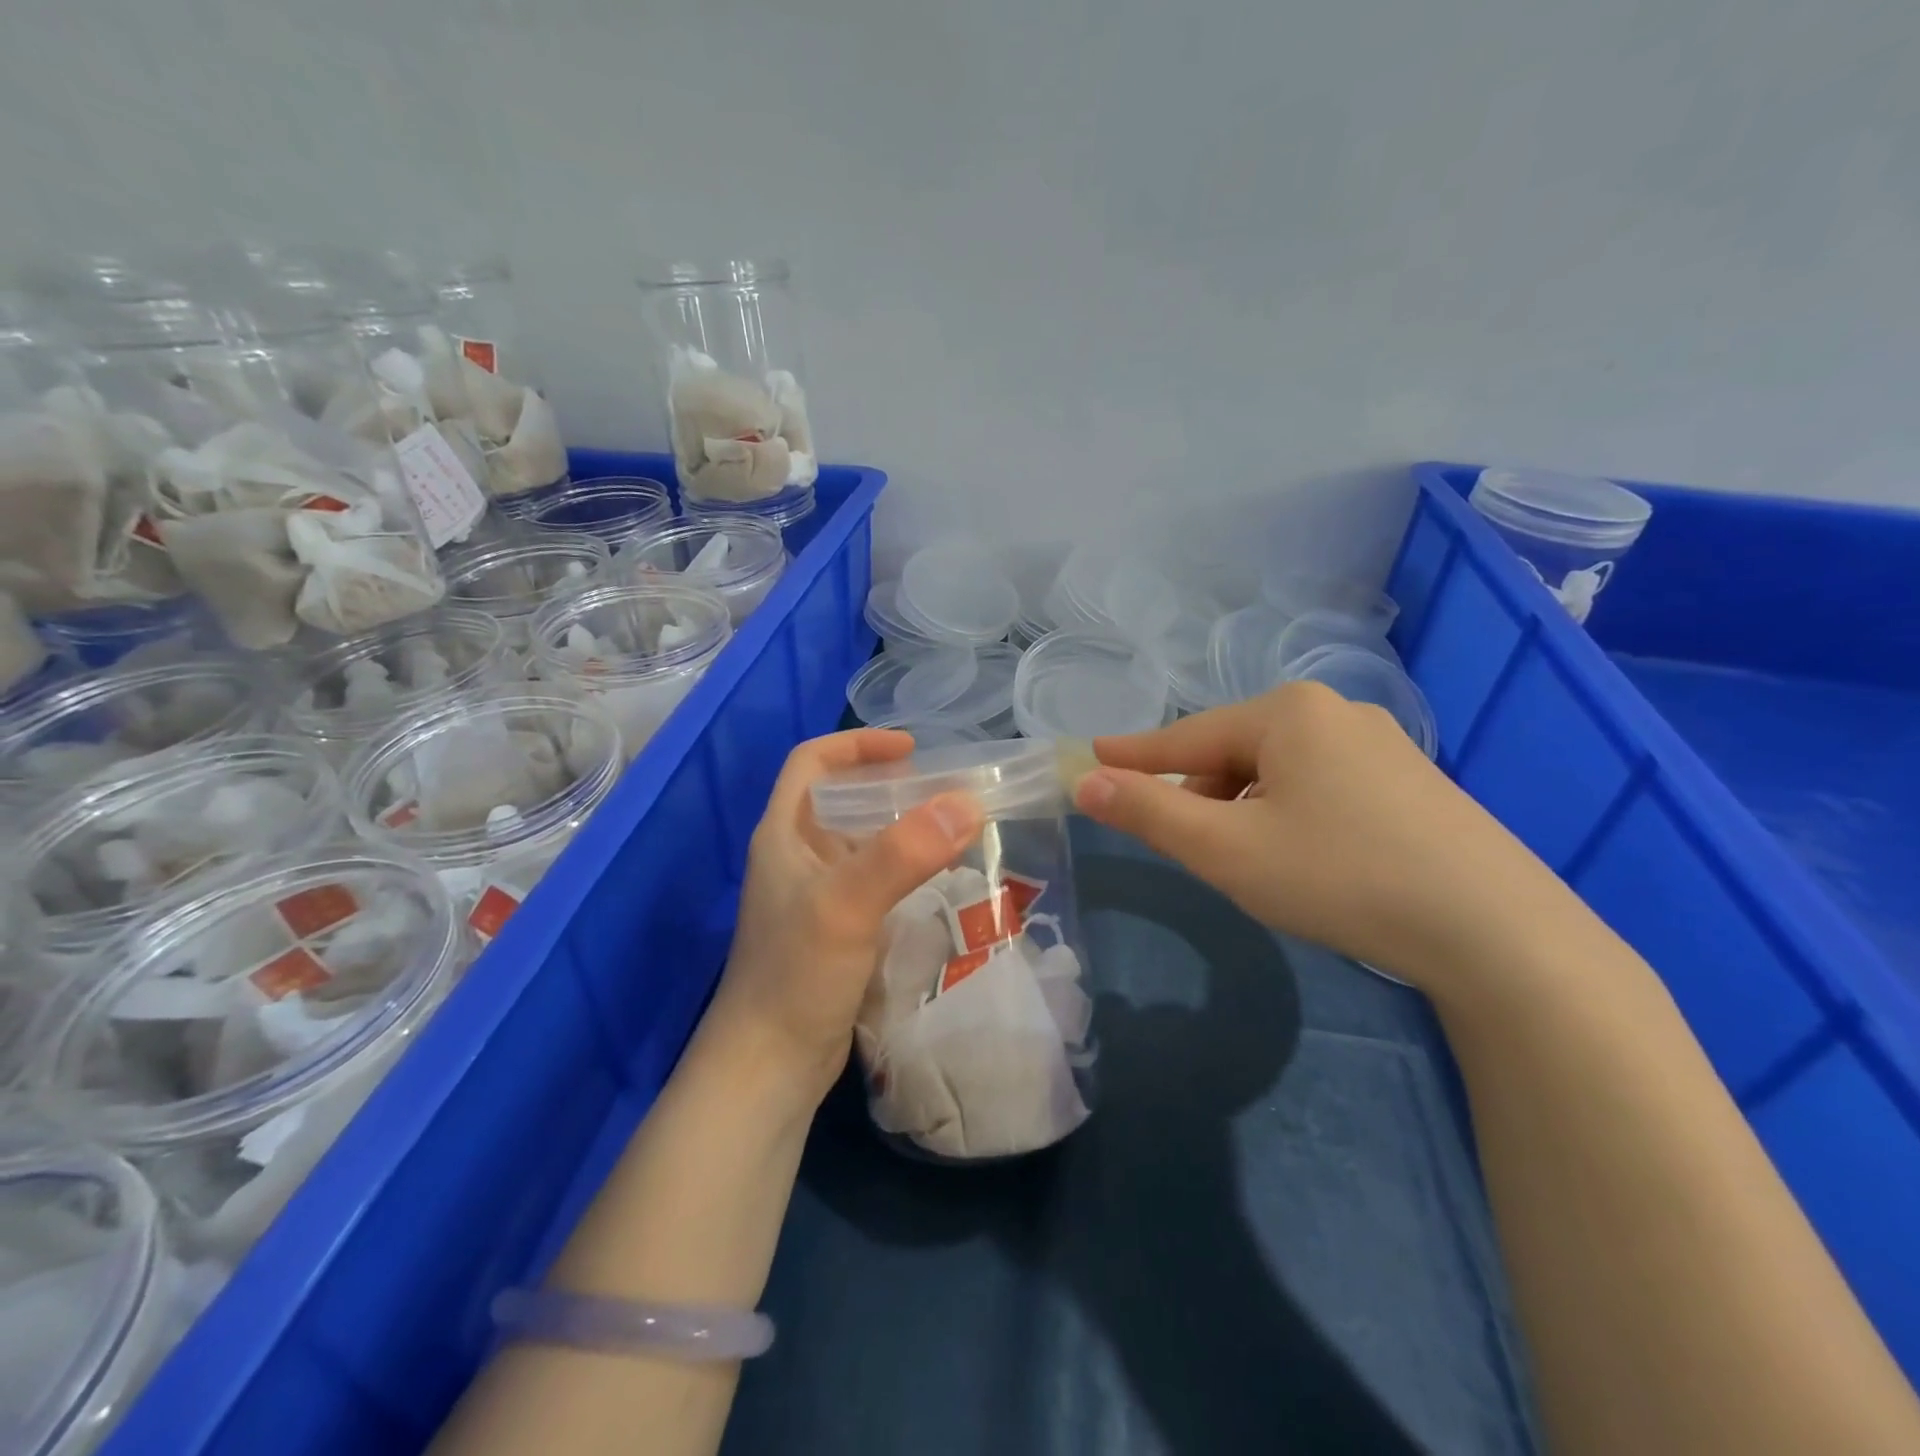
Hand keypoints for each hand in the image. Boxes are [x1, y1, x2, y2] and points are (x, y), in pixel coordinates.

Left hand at [706, 729, 983, 1106]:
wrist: (769, 1067)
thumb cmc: (796, 975)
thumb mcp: (847, 905)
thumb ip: (904, 851)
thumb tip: (968, 802)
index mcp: (784, 834)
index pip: (812, 763)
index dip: (857, 744)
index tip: (911, 747)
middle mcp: (797, 857)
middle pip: (842, 799)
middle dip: (891, 786)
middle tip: (945, 789)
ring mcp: (816, 896)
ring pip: (862, 842)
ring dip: (902, 829)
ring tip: (953, 828)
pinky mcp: (836, 930)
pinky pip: (874, 881)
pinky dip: (904, 869)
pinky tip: (938, 879)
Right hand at [1073, 683, 1573, 986]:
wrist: (1496, 931)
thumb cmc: (1339, 876)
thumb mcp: (1225, 849)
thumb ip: (1148, 812)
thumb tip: (1084, 781)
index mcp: (1285, 713)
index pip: (1186, 736)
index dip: (1134, 755)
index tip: (1092, 755)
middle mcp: (1333, 712)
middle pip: (1234, 752)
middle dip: (1201, 795)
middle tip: (1188, 845)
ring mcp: (1380, 744)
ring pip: (1278, 771)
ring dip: (1245, 808)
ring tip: (1247, 859)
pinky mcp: (1411, 780)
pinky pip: (1320, 784)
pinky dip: (1289, 813)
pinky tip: (1305, 855)